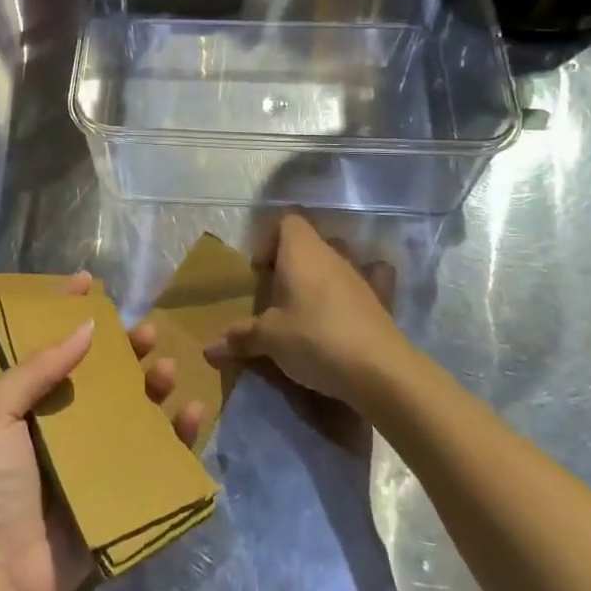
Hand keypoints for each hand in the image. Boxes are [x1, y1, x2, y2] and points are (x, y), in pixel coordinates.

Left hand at [0, 275, 204, 590]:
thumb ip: (35, 368)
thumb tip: (86, 326)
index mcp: (31, 400)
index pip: (54, 344)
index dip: (69, 310)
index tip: (91, 282)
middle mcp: (65, 421)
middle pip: (103, 373)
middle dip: (126, 348)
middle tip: (146, 332)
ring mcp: (95, 456)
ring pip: (134, 407)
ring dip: (154, 384)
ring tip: (166, 370)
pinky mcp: (120, 489)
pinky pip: (156, 454)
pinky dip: (178, 433)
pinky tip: (193, 413)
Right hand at [203, 213, 405, 407]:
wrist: (379, 370)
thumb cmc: (314, 339)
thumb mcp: (269, 339)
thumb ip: (240, 337)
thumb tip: (208, 348)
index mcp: (301, 250)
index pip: (287, 220)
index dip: (270, 240)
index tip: (261, 272)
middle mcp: (332, 253)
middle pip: (310, 241)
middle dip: (292, 262)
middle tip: (278, 296)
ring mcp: (360, 274)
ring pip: (337, 260)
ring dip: (322, 275)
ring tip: (308, 307)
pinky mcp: (381, 299)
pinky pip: (371, 280)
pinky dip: (360, 287)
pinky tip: (351, 307)